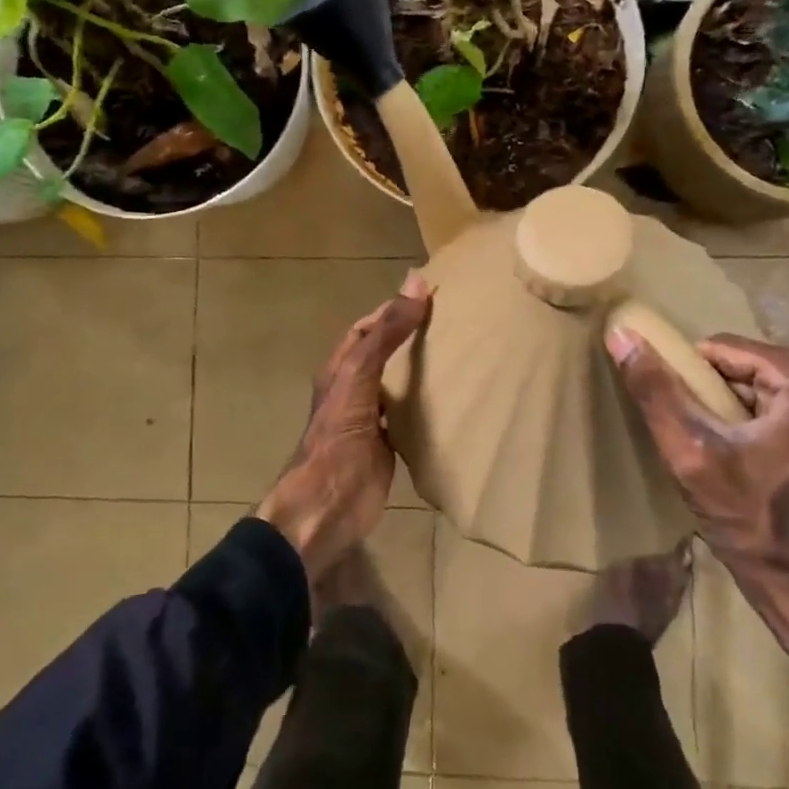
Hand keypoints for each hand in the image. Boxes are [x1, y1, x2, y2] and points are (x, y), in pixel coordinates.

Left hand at [256, 273, 432, 579]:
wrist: (328, 506)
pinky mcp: (387, 446)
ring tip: (460, 354)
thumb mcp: (360, 376)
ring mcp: (370, 419)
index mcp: (341, 369)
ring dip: (420, 370)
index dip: (392, 310)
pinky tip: (452, 400)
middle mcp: (354, 389)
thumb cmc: (338, 437)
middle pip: (384, 354)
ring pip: (397, 384)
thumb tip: (415, 283)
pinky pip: (408, 416)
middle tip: (453, 323)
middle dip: (411, 337)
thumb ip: (386, 333)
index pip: (367, 328)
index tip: (429, 296)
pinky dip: (427, 405)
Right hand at [605, 330, 788, 589]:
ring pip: (754, 381)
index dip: (690, 381)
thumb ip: (656, 392)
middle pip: (740, 364)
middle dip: (711, 396)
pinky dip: (750, 420)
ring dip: (727, 409)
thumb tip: (621, 334)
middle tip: (702, 440)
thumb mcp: (692, 454)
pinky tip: (742, 457)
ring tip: (718, 451)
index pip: (720, 349)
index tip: (683, 420)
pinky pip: (775, 400)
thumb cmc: (753, 522)